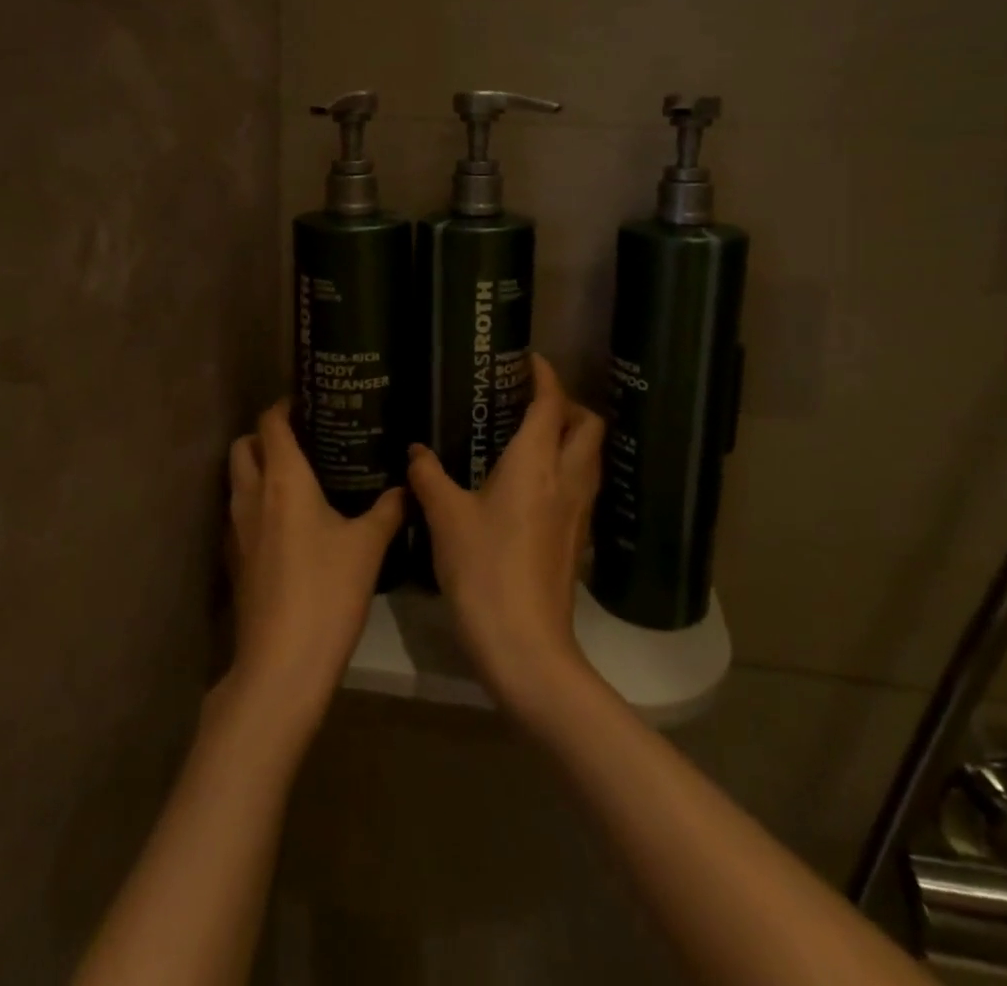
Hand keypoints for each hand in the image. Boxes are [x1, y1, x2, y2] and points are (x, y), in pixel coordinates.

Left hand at [220, 402, 402, 739]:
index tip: (310, 402)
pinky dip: (256, 502)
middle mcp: (251, 495)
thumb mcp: (368, 546)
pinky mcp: (234, 558)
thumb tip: (406, 486)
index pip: (271, 423)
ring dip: (257, 467)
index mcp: (283, 480)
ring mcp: (236, 529)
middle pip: (244, 445)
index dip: (285, 406)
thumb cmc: (327, 591)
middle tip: (304, 438)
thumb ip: (388, 509)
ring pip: (237, 479)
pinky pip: (240, 512)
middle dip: (265, 434)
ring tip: (298, 475)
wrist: (281, 663)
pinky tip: (287, 521)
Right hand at [407, 355, 606, 721]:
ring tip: (531, 436)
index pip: (552, 403)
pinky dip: (567, 469)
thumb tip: (416, 451)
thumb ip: (429, 478)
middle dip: (568, 404)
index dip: (545, 376)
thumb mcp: (446, 518)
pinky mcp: (577, 539)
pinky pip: (582, 485)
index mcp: (537, 463)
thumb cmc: (484, 569)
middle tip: (530, 402)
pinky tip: (532, 484)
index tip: (528, 360)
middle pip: (589, 425)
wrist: (526, 646)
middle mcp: (567, 478)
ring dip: (571, 436)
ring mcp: (578, 511)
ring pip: (590, 456)